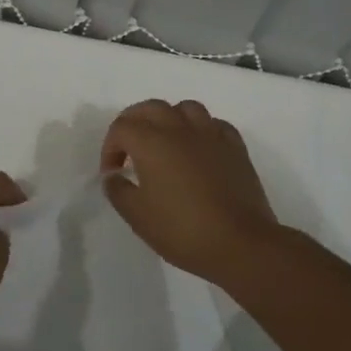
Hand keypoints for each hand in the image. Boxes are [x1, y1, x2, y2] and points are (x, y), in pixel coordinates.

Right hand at [100, 99, 282, 287]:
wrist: (240, 243)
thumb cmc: (182, 230)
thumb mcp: (137, 216)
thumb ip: (118, 190)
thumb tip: (114, 176)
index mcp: (152, 142)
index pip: (121, 128)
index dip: (110, 148)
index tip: (112, 173)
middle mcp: (180, 129)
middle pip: (151, 107)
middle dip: (134, 122)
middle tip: (129, 147)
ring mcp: (211, 135)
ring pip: (186, 108)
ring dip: (169, 118)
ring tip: (165, 141)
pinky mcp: (235, 147)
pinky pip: (214, 124)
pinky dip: (201, 129)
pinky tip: (198, 148)